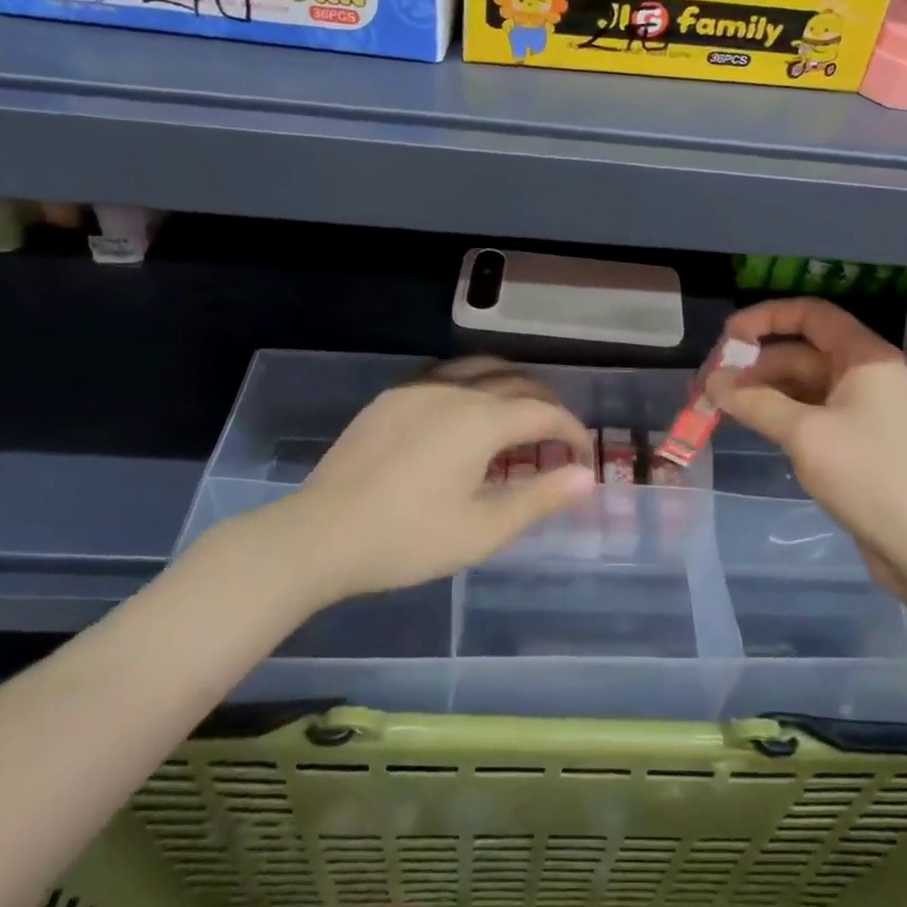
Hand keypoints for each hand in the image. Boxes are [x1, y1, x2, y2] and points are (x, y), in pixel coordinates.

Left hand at [259, 357, 594, 607]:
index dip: (571, 431)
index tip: (582, 455)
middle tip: (558, 437)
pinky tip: (468, 410)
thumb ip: (539, 498)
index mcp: (482, 420)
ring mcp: (420, 387)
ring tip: (521, 413)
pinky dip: (475, 383)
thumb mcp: (482, 529)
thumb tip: (585, 477)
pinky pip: (447, 374)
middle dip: (547, 405)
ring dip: (512, 385)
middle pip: (517, 382)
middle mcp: (456, 390)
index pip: (544, 413)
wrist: (321, 534)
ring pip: (482, 368)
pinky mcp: (393, 396)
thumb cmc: (408, 539)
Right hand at [714, 298, 906, 568]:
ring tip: (724, 409)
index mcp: (865, 358)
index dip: (767, 317)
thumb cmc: (870, 476)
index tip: (728, 337)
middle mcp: (867, 375)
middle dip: (757, 365)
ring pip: (805, 386)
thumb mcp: (805, 434)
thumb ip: (755, 402)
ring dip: (765, 393)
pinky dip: (782, 415)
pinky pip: (813, 414)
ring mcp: (865, 410)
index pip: (812, 315)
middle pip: (803, 352)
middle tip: (714, 386)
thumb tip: (713, 381)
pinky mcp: (860, 442)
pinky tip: (756, 428)